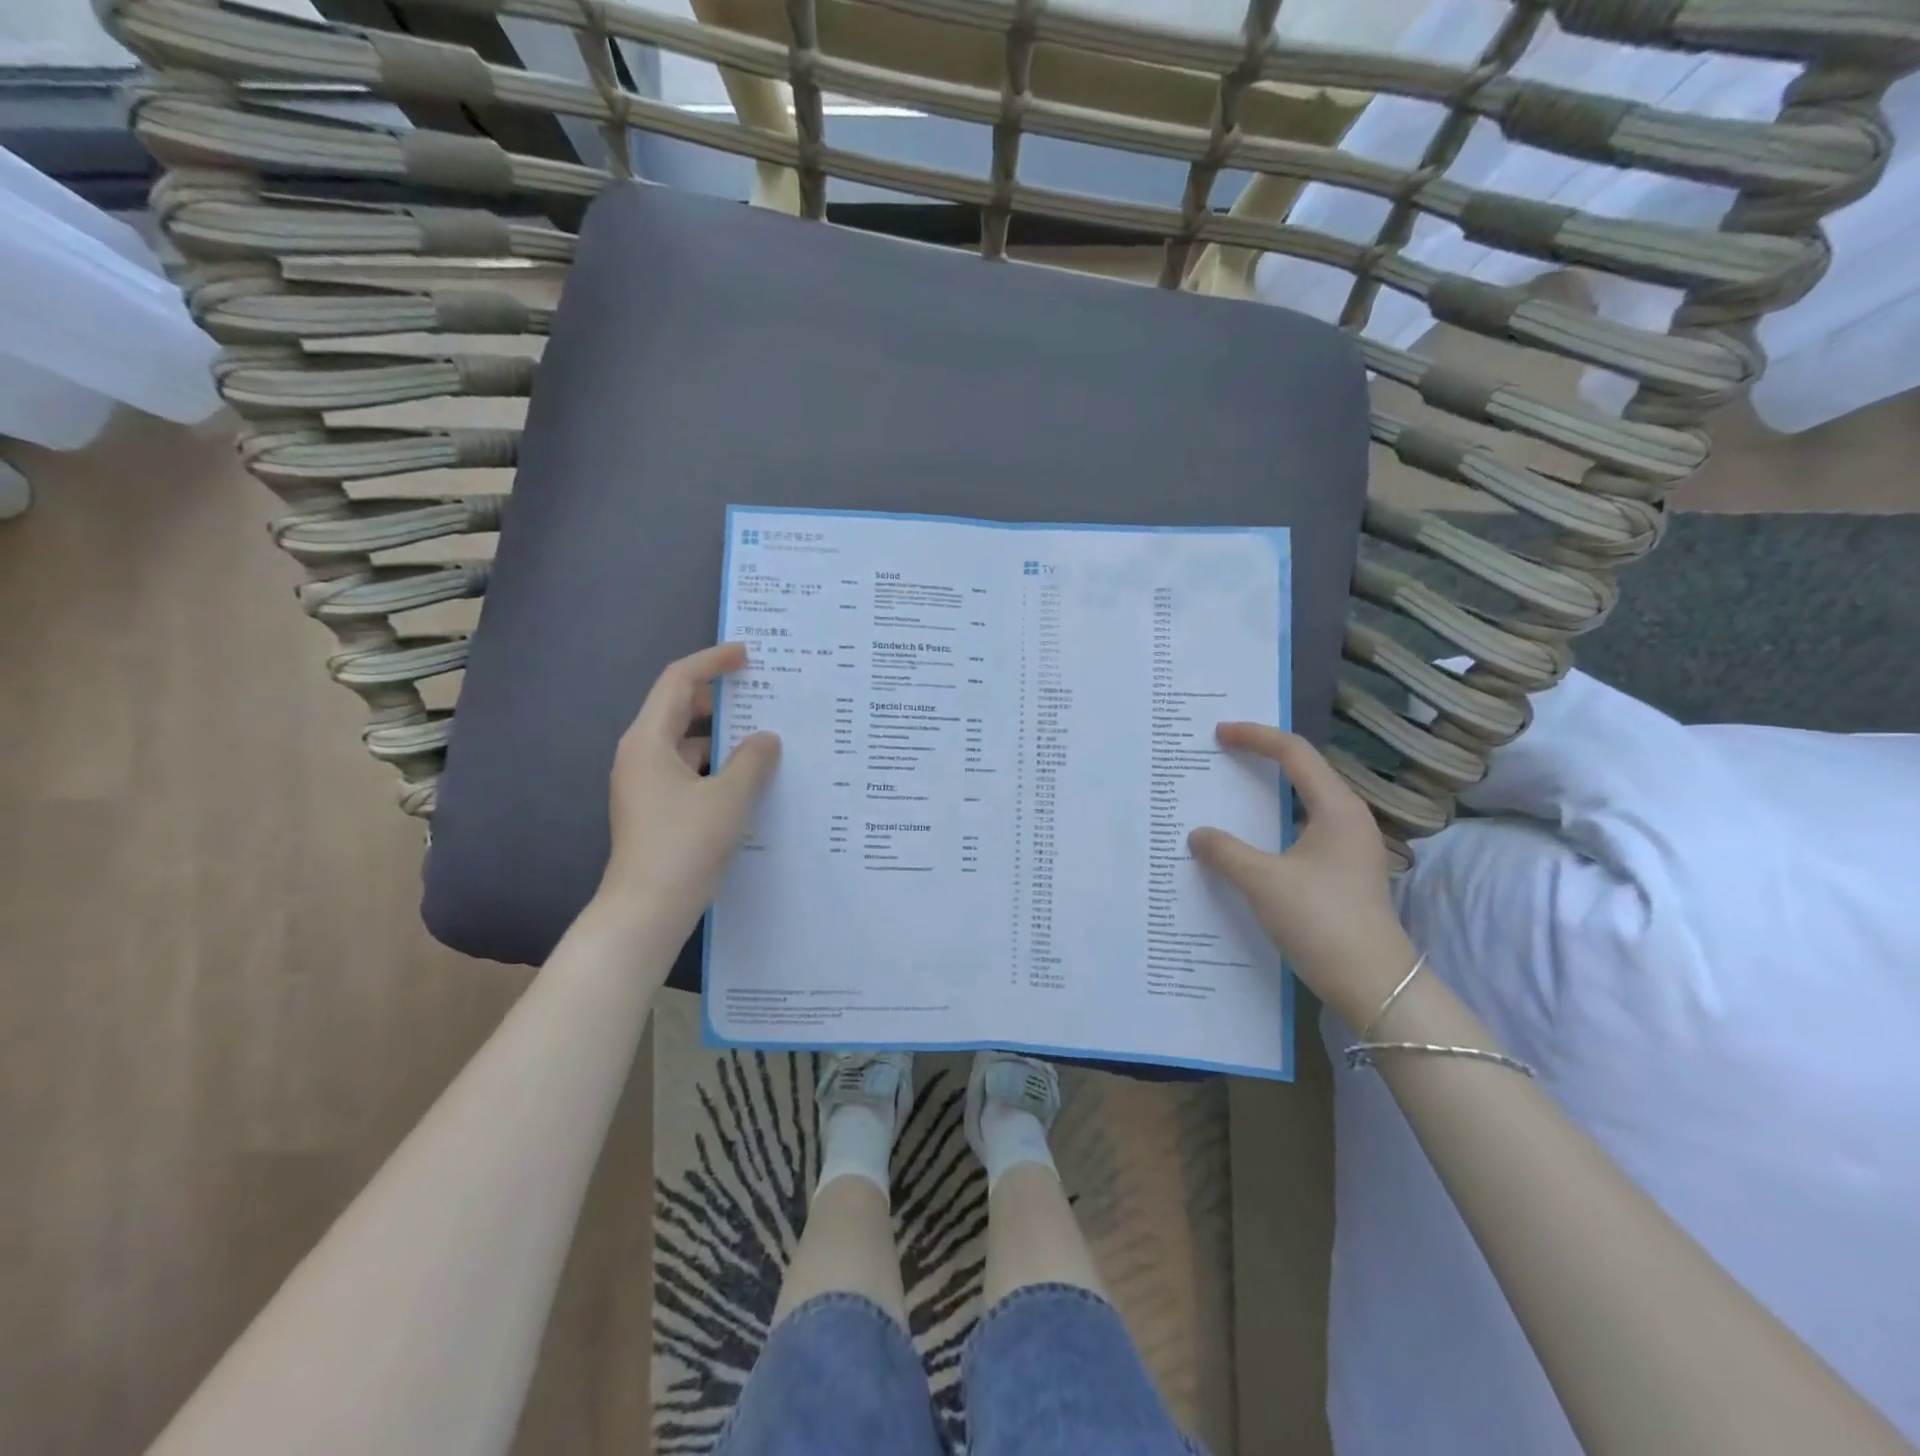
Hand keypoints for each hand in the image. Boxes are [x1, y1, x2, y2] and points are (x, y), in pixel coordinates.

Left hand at [598, 642, 780, 932]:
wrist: (646, 911)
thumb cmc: (685, 846)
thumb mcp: (729, 798)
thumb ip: (753, 761)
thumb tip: (766, 738)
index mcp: (648, 742)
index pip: (678, 681)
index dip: (712, 662)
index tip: (747, 655)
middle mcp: (641, 756)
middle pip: (679, 709)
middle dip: (719, 698)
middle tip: (762, 693)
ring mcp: (646, 785)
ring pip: (686, 744)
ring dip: (722, 737)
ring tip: (765, 737)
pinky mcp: (656, 809)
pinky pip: (689, 771)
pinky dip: (717, 766)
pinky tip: (749, 779)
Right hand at [1189, 724, 1415, 1026]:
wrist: (1375, 985)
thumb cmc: (1322, 921)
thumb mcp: (1263, 882)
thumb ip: (1225, 851)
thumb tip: (1198, 834)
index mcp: (1337, 808)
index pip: (1294, 753)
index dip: (1255, 737)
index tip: (1218, 734)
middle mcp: (1347, 819)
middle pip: (1301, 773)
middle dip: (1260, 760)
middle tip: (1221, 756)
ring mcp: (1348, 847)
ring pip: (1300, 805)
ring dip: (1264, 796)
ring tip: (1227, 795)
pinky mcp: (1342, 872)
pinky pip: (1300, 832)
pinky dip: (1271, 826)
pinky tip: (1246, 843)